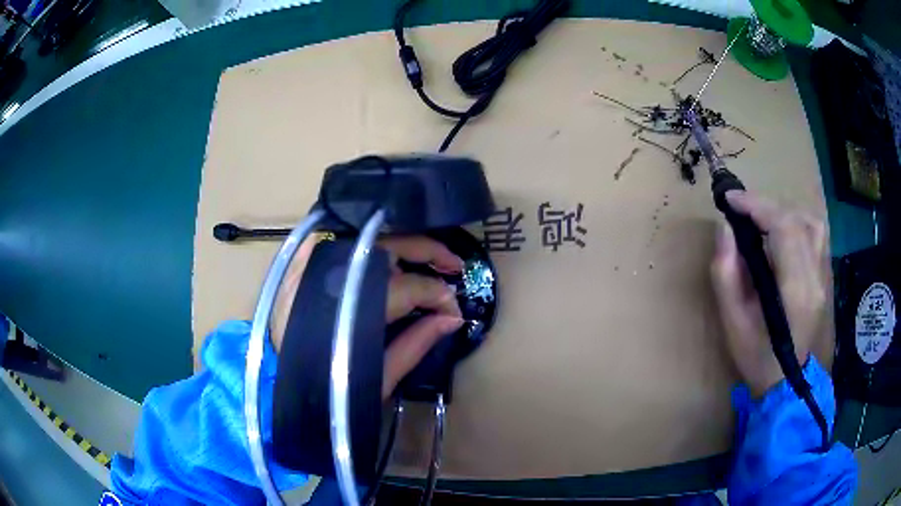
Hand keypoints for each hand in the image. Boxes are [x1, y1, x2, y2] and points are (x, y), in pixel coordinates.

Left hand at [270, 235, 464, 399]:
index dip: (439, 295)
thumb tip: (452, 318)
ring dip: (399, 246)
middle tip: (454, 264)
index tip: (454, 310)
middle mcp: (331, 275)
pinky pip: (341, 239)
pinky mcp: (300, 263)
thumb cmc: (329, 390)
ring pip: (366, 237)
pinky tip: (383, 261)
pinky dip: (367, 246)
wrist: (279, 385)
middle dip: (428, 250)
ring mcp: (311, 263)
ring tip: (421, 264)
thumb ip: (417, 343)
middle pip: (389, 245)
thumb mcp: (379, 377)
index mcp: (351, 308)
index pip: (409, 287)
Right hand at [711, 191, 828, 397]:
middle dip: (765, 205)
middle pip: (796, 219)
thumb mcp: (732, 321)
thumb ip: (726, 273)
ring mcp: (823, 276)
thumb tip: (725, 228)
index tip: (730, 200)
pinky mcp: (824, 276)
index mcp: (794, 290)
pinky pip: (816, 234)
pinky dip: (798, 222)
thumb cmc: (755, 356)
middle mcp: (815, 277)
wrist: (784, 381)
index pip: (783, 228)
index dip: (756, 205)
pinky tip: (783, 231)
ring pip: (811, 221)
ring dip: (784, 211)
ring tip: (763, 218)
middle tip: (741, 210)